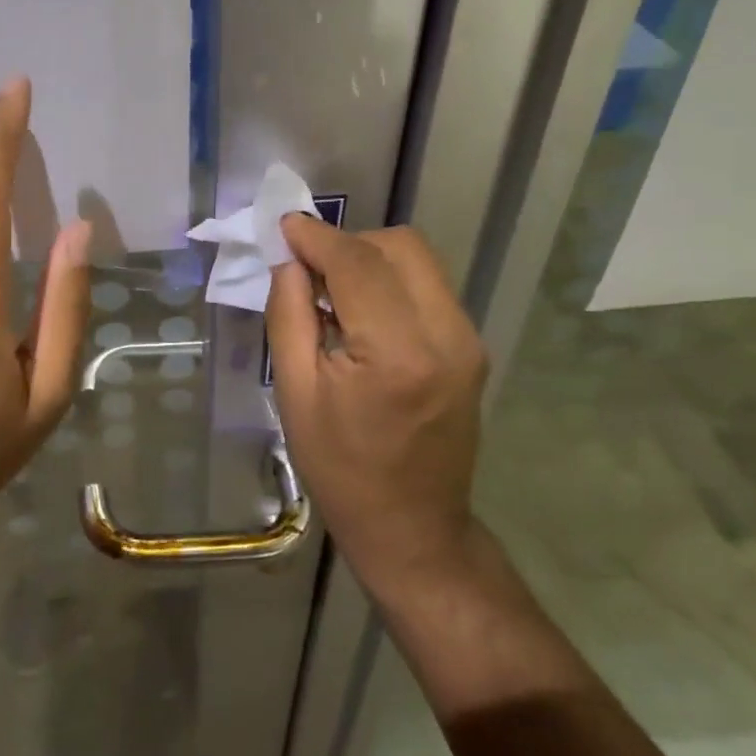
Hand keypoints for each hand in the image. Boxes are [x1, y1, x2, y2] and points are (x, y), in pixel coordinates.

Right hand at [266, 217, 487, 597]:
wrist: (412, 528)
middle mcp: (446, 334)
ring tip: (331, 292)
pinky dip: (389, 281)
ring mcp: (468, 340)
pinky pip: (427, 287)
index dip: (317, 237)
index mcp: (397, 353)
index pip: (357, 263)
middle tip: (307, 268)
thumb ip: (290, 313)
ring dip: (370, 259)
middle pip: (399, 246)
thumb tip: (289, 259)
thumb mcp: (295, 392)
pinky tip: (361, 313)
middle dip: (348, 243)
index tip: (284, 226)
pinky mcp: (471, 348)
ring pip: (418, 261)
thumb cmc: (341, 469)